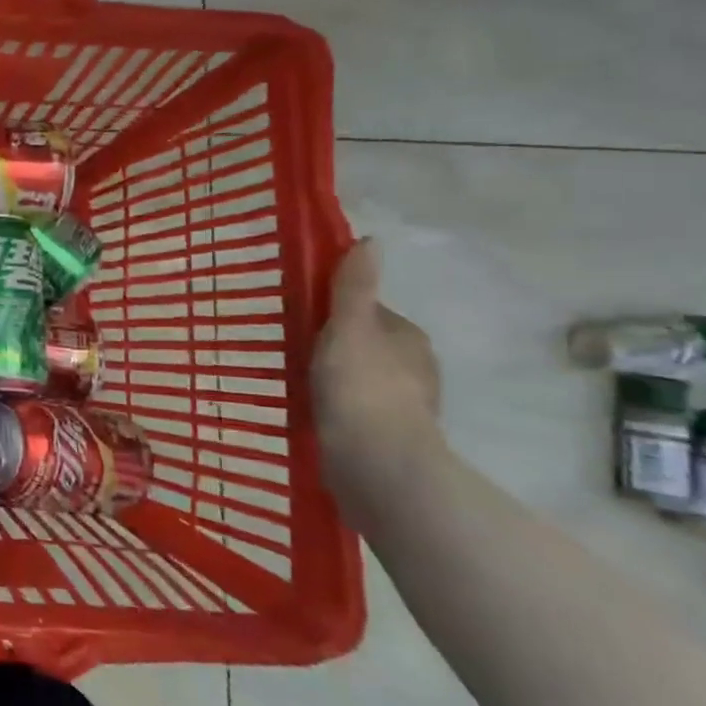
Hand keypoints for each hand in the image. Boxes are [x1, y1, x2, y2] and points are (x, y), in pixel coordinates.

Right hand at [311, 238, 445, 527]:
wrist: (377, 464)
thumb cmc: (361, 387)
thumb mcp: (349, 328)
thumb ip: (354, 287)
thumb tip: (371, 240)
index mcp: (408, 338)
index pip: (366, 312)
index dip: (333, 312)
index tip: (299, 319)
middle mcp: (414, 368)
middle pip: (364, 345)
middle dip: (333, 347)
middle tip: (290, 350)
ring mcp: (404, 406)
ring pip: (360, 379)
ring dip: (334, 379)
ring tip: (294, 382)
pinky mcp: (387, 438)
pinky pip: (355, 411)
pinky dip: (336, 408)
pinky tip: (312, 413)